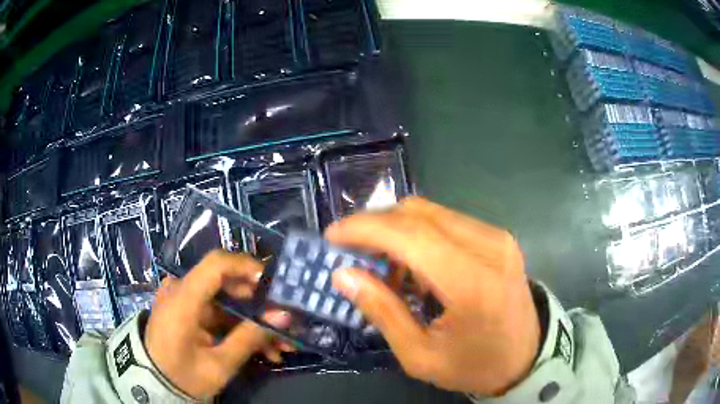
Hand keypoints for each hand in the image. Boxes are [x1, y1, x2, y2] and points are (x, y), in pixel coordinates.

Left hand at [144, 251, 291, 398]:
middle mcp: (180, 290)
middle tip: (284, 325)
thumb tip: (283, 316)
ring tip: (277, 345)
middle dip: (258, 304)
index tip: (275, 285)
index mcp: (182, 299)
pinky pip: (216, 311)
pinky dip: (238, 326)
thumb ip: (249, 339)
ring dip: (252, 321)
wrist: (153, 382)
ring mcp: (182, 298)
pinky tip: (259, 347)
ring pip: (225, 300)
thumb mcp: (218, 365)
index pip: (215, 264)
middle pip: (225, 282)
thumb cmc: (181, 377)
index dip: (247, 267)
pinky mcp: (186, 309)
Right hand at [327, 198, 539, 395]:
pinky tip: (412, 264)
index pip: (409, 235)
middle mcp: (489, 247)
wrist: (525, 357)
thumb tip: (343, 274)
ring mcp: (497, 237)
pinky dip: (419, 234)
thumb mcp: (420, 355)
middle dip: (375, 225)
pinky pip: (447, 221)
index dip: (364, 229)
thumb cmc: (473, 365)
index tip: (332, 236)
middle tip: (351, 250)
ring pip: (430, 212)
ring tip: (381, 264)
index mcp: (472, 283)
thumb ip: (382, 311)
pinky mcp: (498, 237)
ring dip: (396, 230)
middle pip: (417, 214)